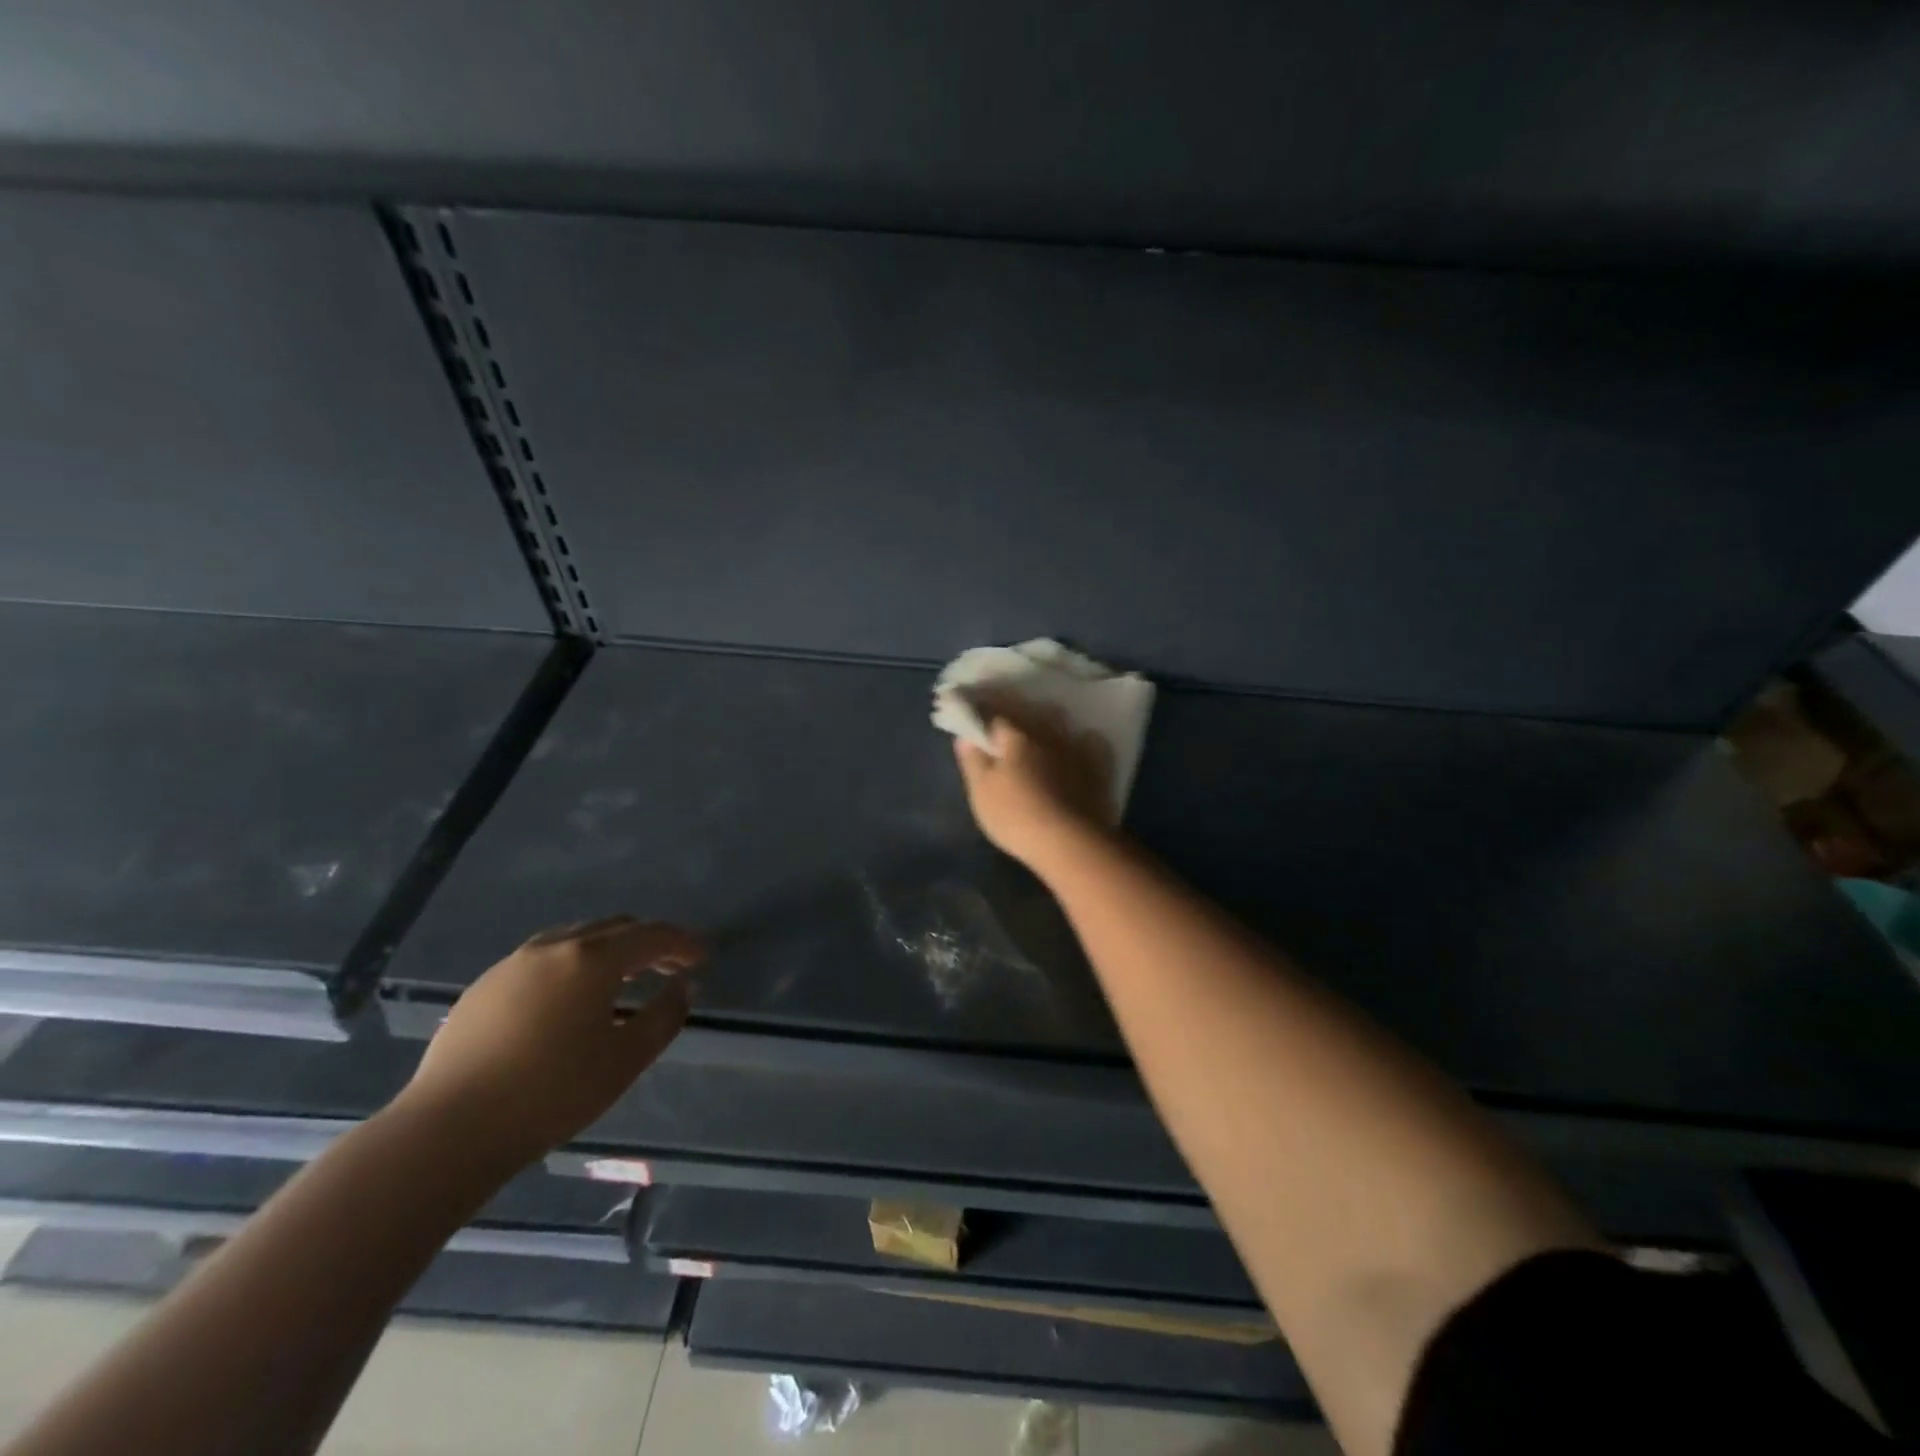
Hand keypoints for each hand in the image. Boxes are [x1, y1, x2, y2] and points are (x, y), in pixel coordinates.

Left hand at [398, 916, 702, 1168]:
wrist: (448, 1130)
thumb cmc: (551, 1093)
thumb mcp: (625, 1060)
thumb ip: (664, 1016)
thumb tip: (685, 987)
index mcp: (592, 959)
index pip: (651, 935)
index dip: (682, 943)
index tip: (702, 959)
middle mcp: (554, 947)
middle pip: (614, 927)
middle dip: (647, 943)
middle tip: (668, 969)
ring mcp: (513, 963)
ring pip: (575, 938)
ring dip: (608, 951)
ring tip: (622, 981)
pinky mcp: (484, 987)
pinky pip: (543, 959)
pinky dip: (572, 966)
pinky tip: (569, 1001)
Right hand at [952, 697, 1112, 868]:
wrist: (1071, 843)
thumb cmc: (1016, 815)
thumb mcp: (981, 790)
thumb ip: (972, 759)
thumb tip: (965, 736)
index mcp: (1016, 735)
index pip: (992, 712)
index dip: (979, 712)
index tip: (969, 712)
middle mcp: (1047, 733)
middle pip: (1027, 714)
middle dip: (1013, 715)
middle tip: (1002, 723)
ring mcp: (1075, 749)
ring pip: (1057, 724)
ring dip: (1045, 724)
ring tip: (1038, 732)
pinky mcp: (1096, 768)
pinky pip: (1087, 742)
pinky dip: (1079, 740)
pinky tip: (1078, 744)